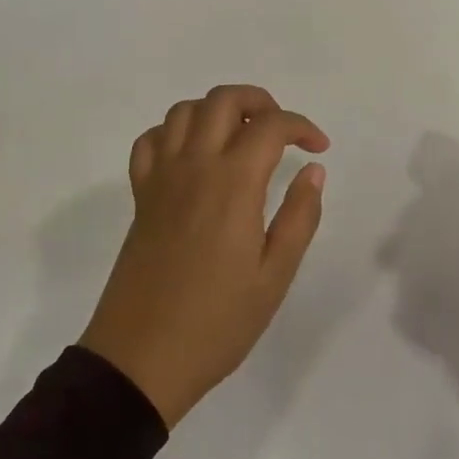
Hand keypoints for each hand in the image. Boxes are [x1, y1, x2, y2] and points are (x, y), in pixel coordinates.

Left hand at [79, 85, 329, 426]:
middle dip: (259, 101)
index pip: (270, 125)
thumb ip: (299, 217)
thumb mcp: (274, 277)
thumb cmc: (216, 323)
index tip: (319, 148)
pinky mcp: (140, 195)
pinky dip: (173, 133)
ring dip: (217, 111)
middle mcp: (194, 165)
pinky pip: (150, 141)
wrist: (141, 358)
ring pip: (184, 111)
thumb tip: (313, 171)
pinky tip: (192, 156)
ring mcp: (161, 177)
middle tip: (281, 132)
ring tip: (240, 138)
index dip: (301, 126)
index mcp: (233, 183)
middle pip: (223, 100)